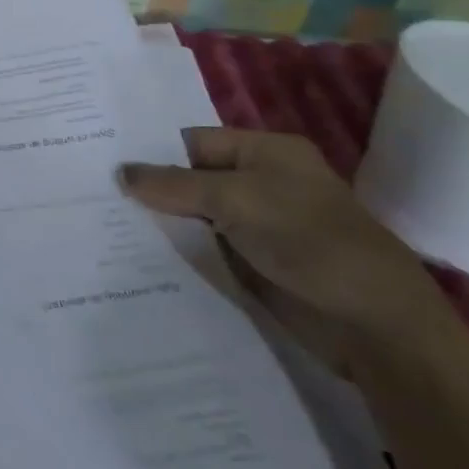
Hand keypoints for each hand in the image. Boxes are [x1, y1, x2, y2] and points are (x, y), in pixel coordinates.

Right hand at [122, 128, 454, 372]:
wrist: (376, 327)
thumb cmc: (310, 242)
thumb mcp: (237, 200)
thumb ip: (176, 185)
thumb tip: (121, 173)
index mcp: (265, 152)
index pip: (193, 141)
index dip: (151, 151)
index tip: (102, 160)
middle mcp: (260, 183)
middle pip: (191, 178)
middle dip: (150, 188)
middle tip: (92, 191)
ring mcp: (256, 227)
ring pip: (194, 216)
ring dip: (159, 222)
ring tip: (101, 223)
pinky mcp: (253, 265)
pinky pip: (205, 250)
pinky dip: (176, 252)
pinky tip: (134, 254)